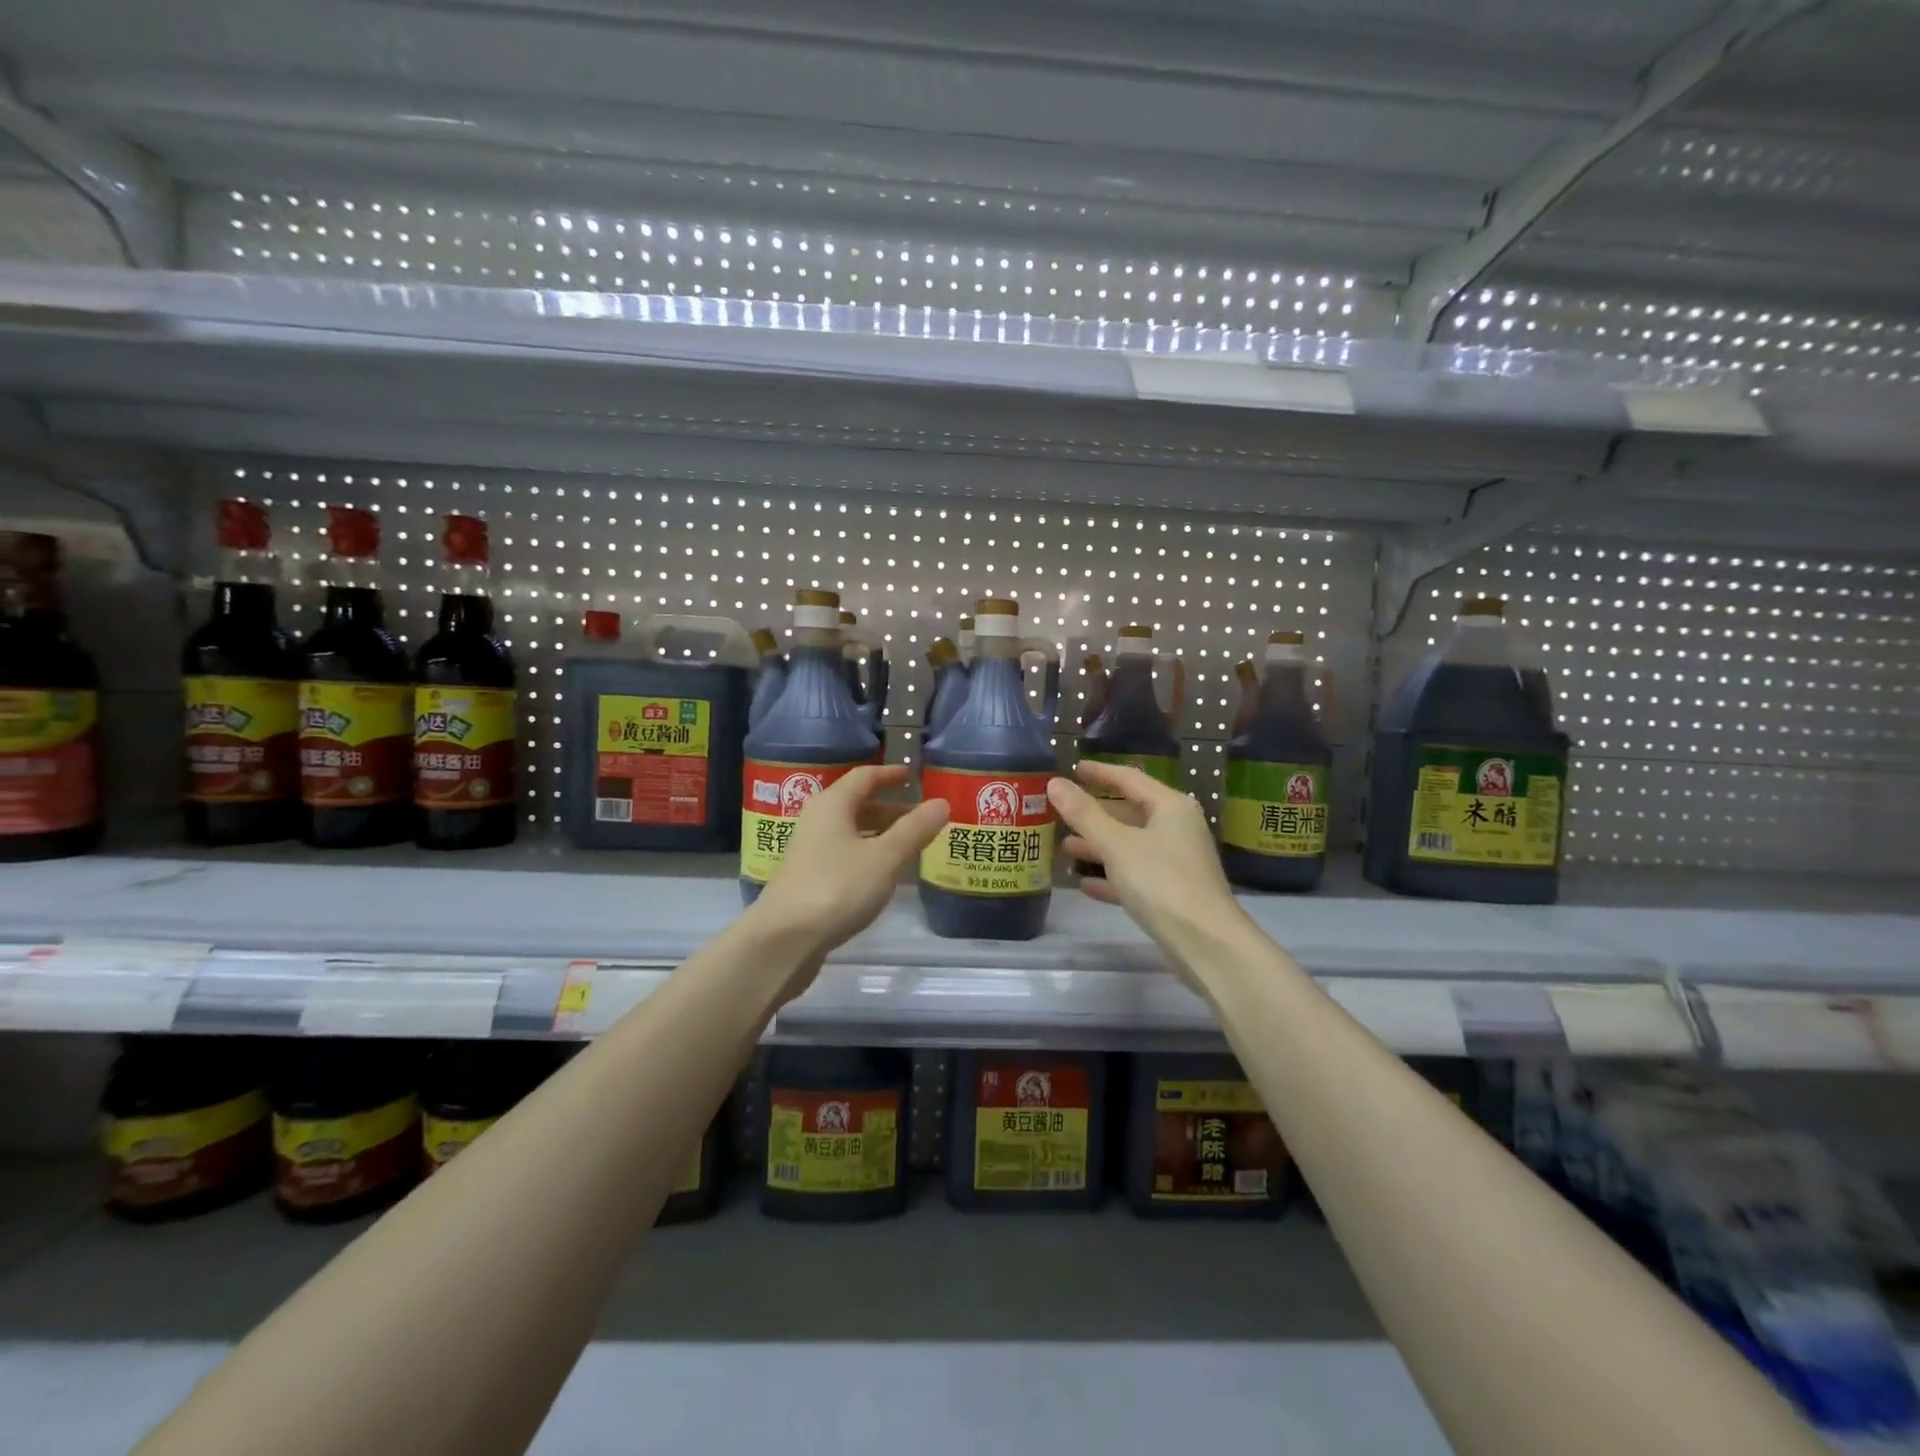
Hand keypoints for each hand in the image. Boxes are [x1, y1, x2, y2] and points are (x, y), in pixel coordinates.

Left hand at [750, 765, 947, 963]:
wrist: (785, 939)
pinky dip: (867, 853)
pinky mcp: (808, 877)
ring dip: (880, 832)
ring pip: (850, 830)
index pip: (864, 776)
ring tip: (909, 844)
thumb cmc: (838, 887)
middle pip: (857, 803)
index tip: (913, 776)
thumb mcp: (885, 857)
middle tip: (921, 815)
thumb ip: (915, 829)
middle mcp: (817, 820)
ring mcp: (809, 850)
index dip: (890, 774)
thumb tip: (941, 803)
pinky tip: (883, 872)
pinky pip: (844, 853)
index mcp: (833, 804)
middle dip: (890, 807)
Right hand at [1049, 761, 1239, 950]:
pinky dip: (1111, 876)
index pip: (1130, 779)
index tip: (1073, 769)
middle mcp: (1176, 829)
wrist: (1206, 943)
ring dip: (1099, 846)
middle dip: (1095, 813)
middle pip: (1130, 812)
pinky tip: (1084, 884)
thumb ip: (1084, 814)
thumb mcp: (1117, 845)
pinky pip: (1135, 875)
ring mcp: (1176, 862)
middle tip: (1061, 810)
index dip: (1100, 773)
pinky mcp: (1171, 893)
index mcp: (1170, 807)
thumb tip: (1055, 783)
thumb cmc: (1161, 882)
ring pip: (1130, 845)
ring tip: (1065, 846)